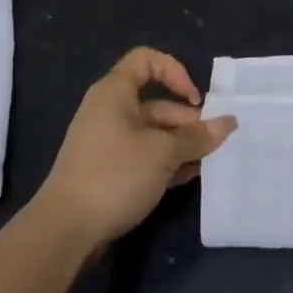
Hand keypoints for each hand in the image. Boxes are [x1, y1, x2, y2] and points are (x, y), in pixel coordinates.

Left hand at [34, 47, 235, 250]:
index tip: (194, 99)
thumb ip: (198, 136)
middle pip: (157, 103)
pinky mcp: (107, 171)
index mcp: (115, 93)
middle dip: (188, 120)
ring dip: (181, 144)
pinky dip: (166, 162)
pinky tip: (188, 178)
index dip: (175, 71)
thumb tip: (228, 123)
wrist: (64, 231)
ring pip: (153, 133)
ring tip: (207, 162)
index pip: (147, 60)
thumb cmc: (115, 175)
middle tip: (214, 142)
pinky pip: (143, 156)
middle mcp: (109, 112)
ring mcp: (107, 143)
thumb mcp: (164, 152)